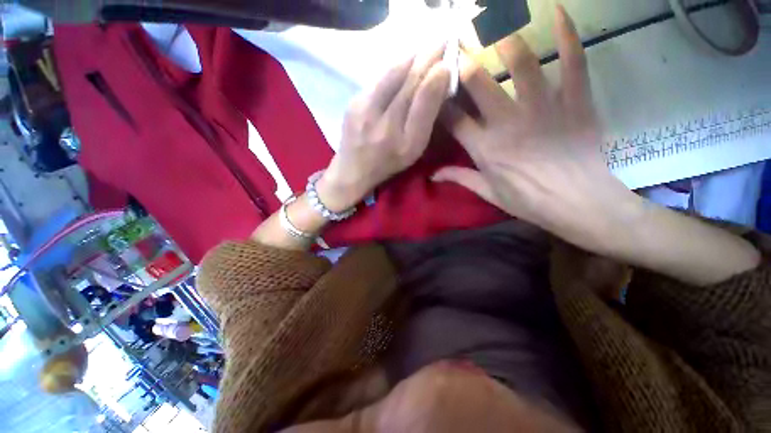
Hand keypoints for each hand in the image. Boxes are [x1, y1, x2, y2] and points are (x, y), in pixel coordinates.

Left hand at [317, 48, 450, 211]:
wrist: (353, 170)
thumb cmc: (388, 163)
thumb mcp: (413, 148)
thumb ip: (425, 115)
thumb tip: (439, 78)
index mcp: (397, 135)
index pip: (418, 93)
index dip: (434, 70)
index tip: (448, 54)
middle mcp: (378, 118)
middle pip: (403, 78)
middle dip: (423, 57)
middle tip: (440, 43)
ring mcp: (361, 107)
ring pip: (389, 75)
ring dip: (408, 60)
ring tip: (424, 52)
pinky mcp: (352, 102)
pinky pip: (377, 81)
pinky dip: (393, 71)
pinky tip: (403, 68)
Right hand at [433, 6, 636, 253]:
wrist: (580, 204)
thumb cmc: (529, 201)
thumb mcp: (488, 193)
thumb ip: (459, 178)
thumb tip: (433, 175)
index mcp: (484, 147)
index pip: (452, 116)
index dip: (440, 99)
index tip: (434, 85)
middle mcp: (506, 122)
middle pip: (478, 81)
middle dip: (463, 58)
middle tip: (455, 39)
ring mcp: (543, 107)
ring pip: (521, 62)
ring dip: (504, 37)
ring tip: (493, 19)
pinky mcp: (575, 100)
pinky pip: (573, 59)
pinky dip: (567, 33)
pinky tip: (558, 10)